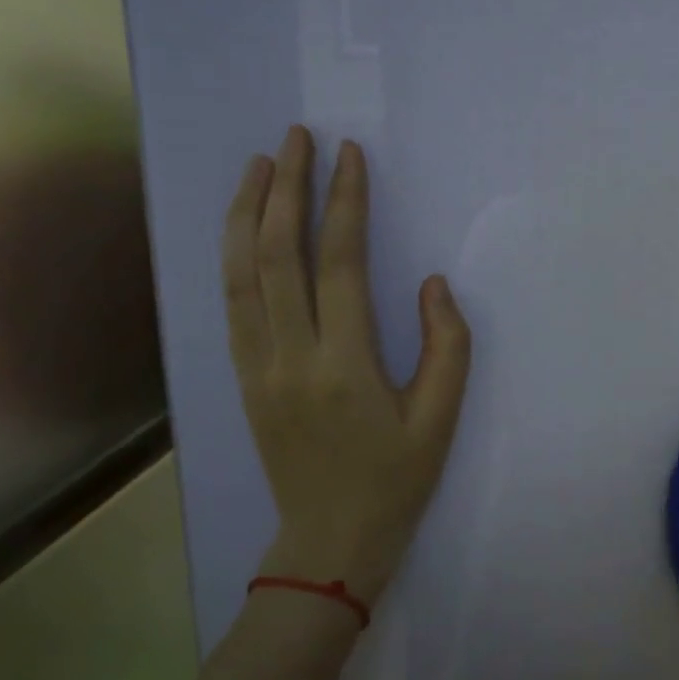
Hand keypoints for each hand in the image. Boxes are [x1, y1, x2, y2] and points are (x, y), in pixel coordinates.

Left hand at [223, 127, 470, 602]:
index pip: (340, 264)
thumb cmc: (395, 480)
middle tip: (297, 137)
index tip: (348, 155)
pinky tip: (243, 227)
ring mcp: (257, 367)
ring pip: (241, 274)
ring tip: (259, 164)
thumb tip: (432, 283)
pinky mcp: (242, 378)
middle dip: (286, 188)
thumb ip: (447, 346)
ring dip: (248, 212)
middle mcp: (290, 357)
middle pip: (278, 255)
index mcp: (345, 365)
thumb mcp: (440, 418)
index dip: (344, 203)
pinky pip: (232, 304)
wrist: (329, 542)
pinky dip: (233, 255)